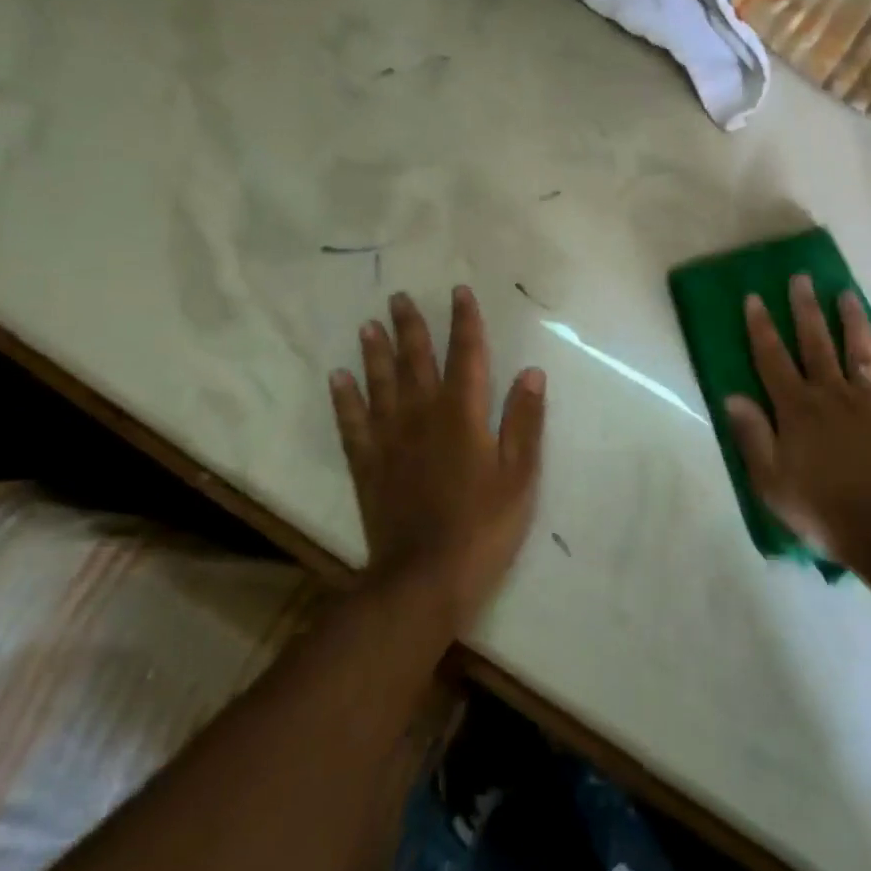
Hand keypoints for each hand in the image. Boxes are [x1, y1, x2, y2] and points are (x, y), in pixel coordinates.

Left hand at [330, 286, 545, 632]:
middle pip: (416, 361)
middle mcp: (422, 416)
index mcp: (464, 414)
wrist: (425, 578)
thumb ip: (525, 422)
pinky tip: (338, 378)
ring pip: (380, 384)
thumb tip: (532, 372)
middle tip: (399, 298)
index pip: (467, 355)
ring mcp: (390, 440)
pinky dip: (345, 399)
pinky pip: (352, 423)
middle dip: (411, 327)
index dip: (464, 322)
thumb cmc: (484, 526)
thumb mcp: (520, 475)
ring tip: (369, 326)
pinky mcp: (368, 466)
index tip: (459, 292)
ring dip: (375, 353)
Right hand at [725, 275, 870, 566]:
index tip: (755, 298)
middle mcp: (831, 394)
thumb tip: (732, 396)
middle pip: (816, 343)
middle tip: (801, 278)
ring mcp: (869, 402)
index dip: (761, 328)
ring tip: (846, 294)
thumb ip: (752, 435)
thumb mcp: (770, 480)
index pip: (773, 359)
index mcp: (796, 408)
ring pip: (859, 351)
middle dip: (805, 309)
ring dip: (852, 321)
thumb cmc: (819, 507)